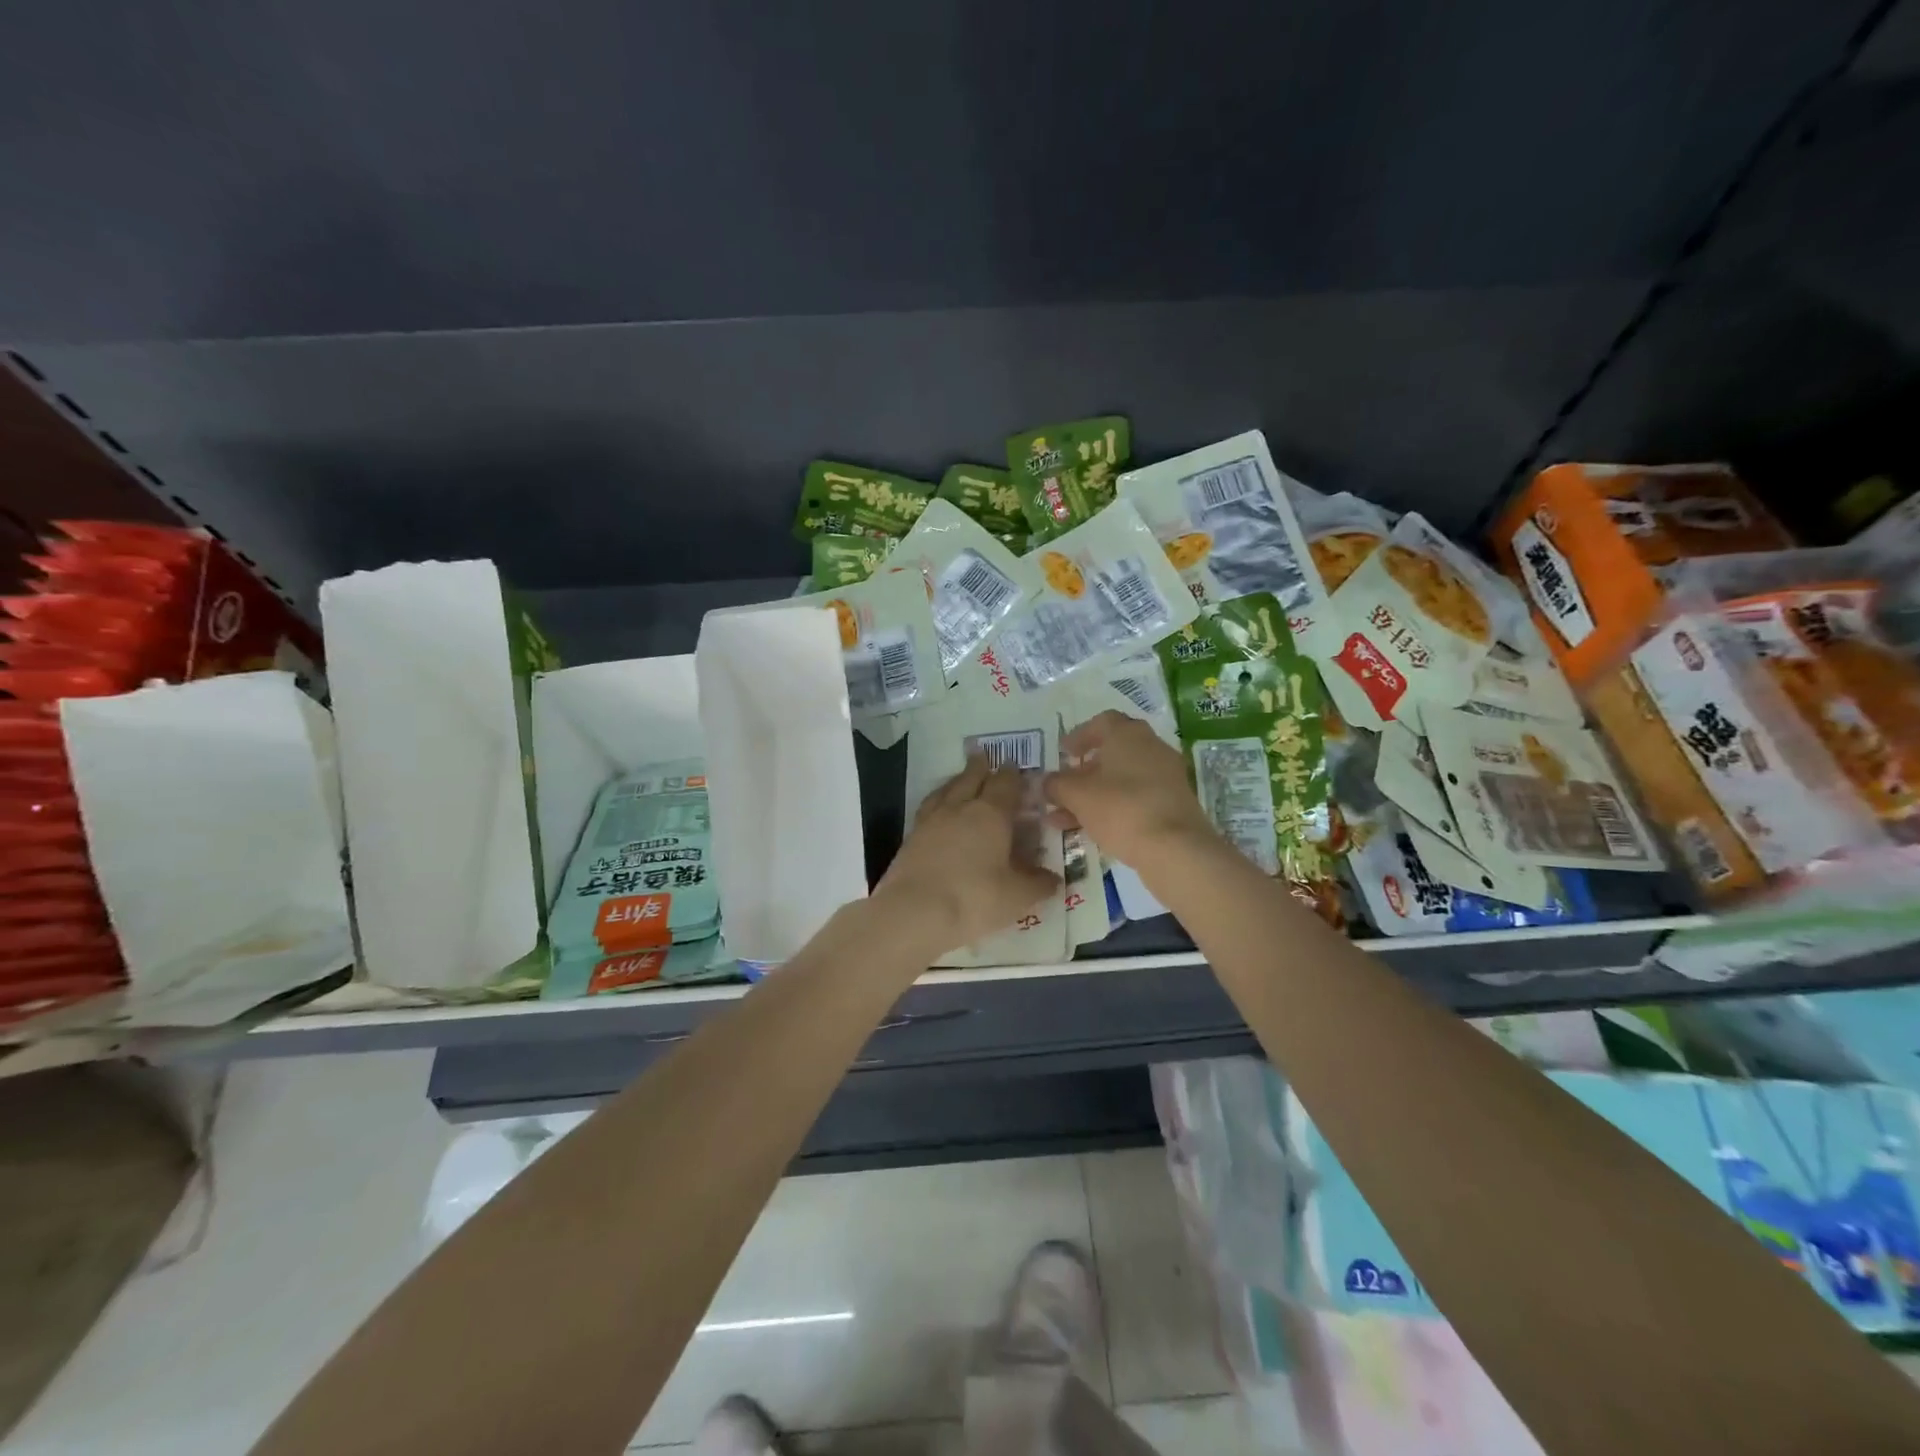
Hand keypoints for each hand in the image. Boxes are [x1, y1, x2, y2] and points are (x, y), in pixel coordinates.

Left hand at [874, 757, 1061, 955]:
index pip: (1005, 784)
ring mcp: (931, 820)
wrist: (913, 912)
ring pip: (946, 790)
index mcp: (991, 814)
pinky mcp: (911, 837)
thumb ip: (1038, 884)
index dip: (1013, 775)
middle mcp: (960, 808)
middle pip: (971, 778)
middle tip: (983, 756)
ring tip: (960, 778)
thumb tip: (1054, 879)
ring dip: (956, 780)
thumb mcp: (1017, 896)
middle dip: (980, 767)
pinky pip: (928, 808)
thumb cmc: (974, 899)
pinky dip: (937, 801)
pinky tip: (938, 810)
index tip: (1016, 767)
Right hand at [1045, 711, 1215, 869]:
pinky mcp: (1174, 804)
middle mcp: (1151, 747)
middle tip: (1065, 785)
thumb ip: (1056, 784)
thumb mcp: (1077, 795)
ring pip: (1123, 779)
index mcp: (1128, 734)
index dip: (1079, 736)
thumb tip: (1046, 782)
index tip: (1063, 753)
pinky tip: (1092, 829)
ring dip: (1094, 793)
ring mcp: (1166, 776)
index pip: (1102, 722)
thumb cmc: (1121, 809)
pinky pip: (1136, 798)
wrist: (1175, 849)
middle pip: (1113, 752)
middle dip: (1085, 770)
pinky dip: (1113, 807)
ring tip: (1066, 816)